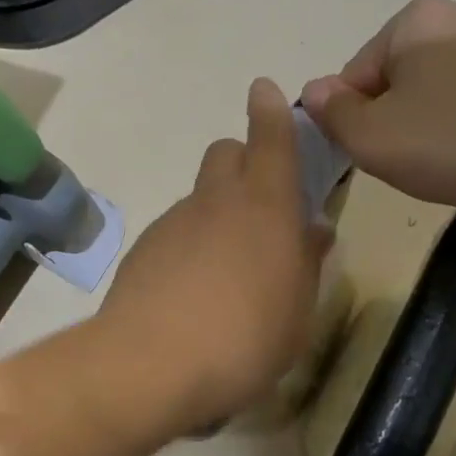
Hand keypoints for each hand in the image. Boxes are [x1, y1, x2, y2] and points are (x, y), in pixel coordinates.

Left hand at [99, 79, 328, 433]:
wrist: (152, 365)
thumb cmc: (246, 340)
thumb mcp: (297, 312)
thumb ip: (306, 265)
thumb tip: (312, 231)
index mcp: (266, 207)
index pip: (270, 140)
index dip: (270, 112)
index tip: (263, 90)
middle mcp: (216, 202)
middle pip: (225, 153)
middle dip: (243, 161)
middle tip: (259, 205)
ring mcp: (174, 223)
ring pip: (199, 197)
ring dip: (216, 213)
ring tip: (226, 270)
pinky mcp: (143, 250)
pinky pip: (174, 231)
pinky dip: (188, 245)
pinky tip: (191, 292)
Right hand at [300, 0, 455, 213]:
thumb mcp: (374, 139)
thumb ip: (333, 116)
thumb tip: (314, 91)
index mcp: (412, 22)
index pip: (355, 76)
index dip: (356, 123)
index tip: (378, 157)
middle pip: (403, 82)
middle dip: (400, 124)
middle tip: (418, 165)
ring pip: (447, 94)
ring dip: (441, 129)